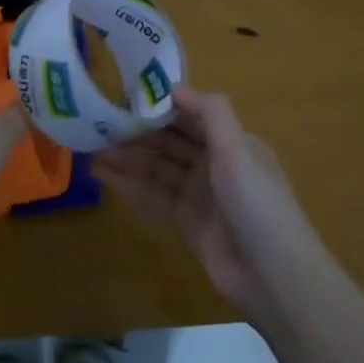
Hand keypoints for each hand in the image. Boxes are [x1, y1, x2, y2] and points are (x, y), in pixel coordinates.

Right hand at [93, 87, 317, 314]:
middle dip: (137, 132)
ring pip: (158, 168)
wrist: (272, 275)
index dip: (159, 106)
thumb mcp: (237, 150)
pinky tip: (103, 176)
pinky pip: (154, 196)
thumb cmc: (257, 203)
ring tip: (92, 149)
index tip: (124, 97)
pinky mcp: (186, 222)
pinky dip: (130, 185)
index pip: (190, 115)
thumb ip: (210, 113)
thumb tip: (174, 87)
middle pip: (170, 141)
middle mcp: (214, 164)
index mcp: (232, 142)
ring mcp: (199, 194)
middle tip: (98, 123)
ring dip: (128, 158)